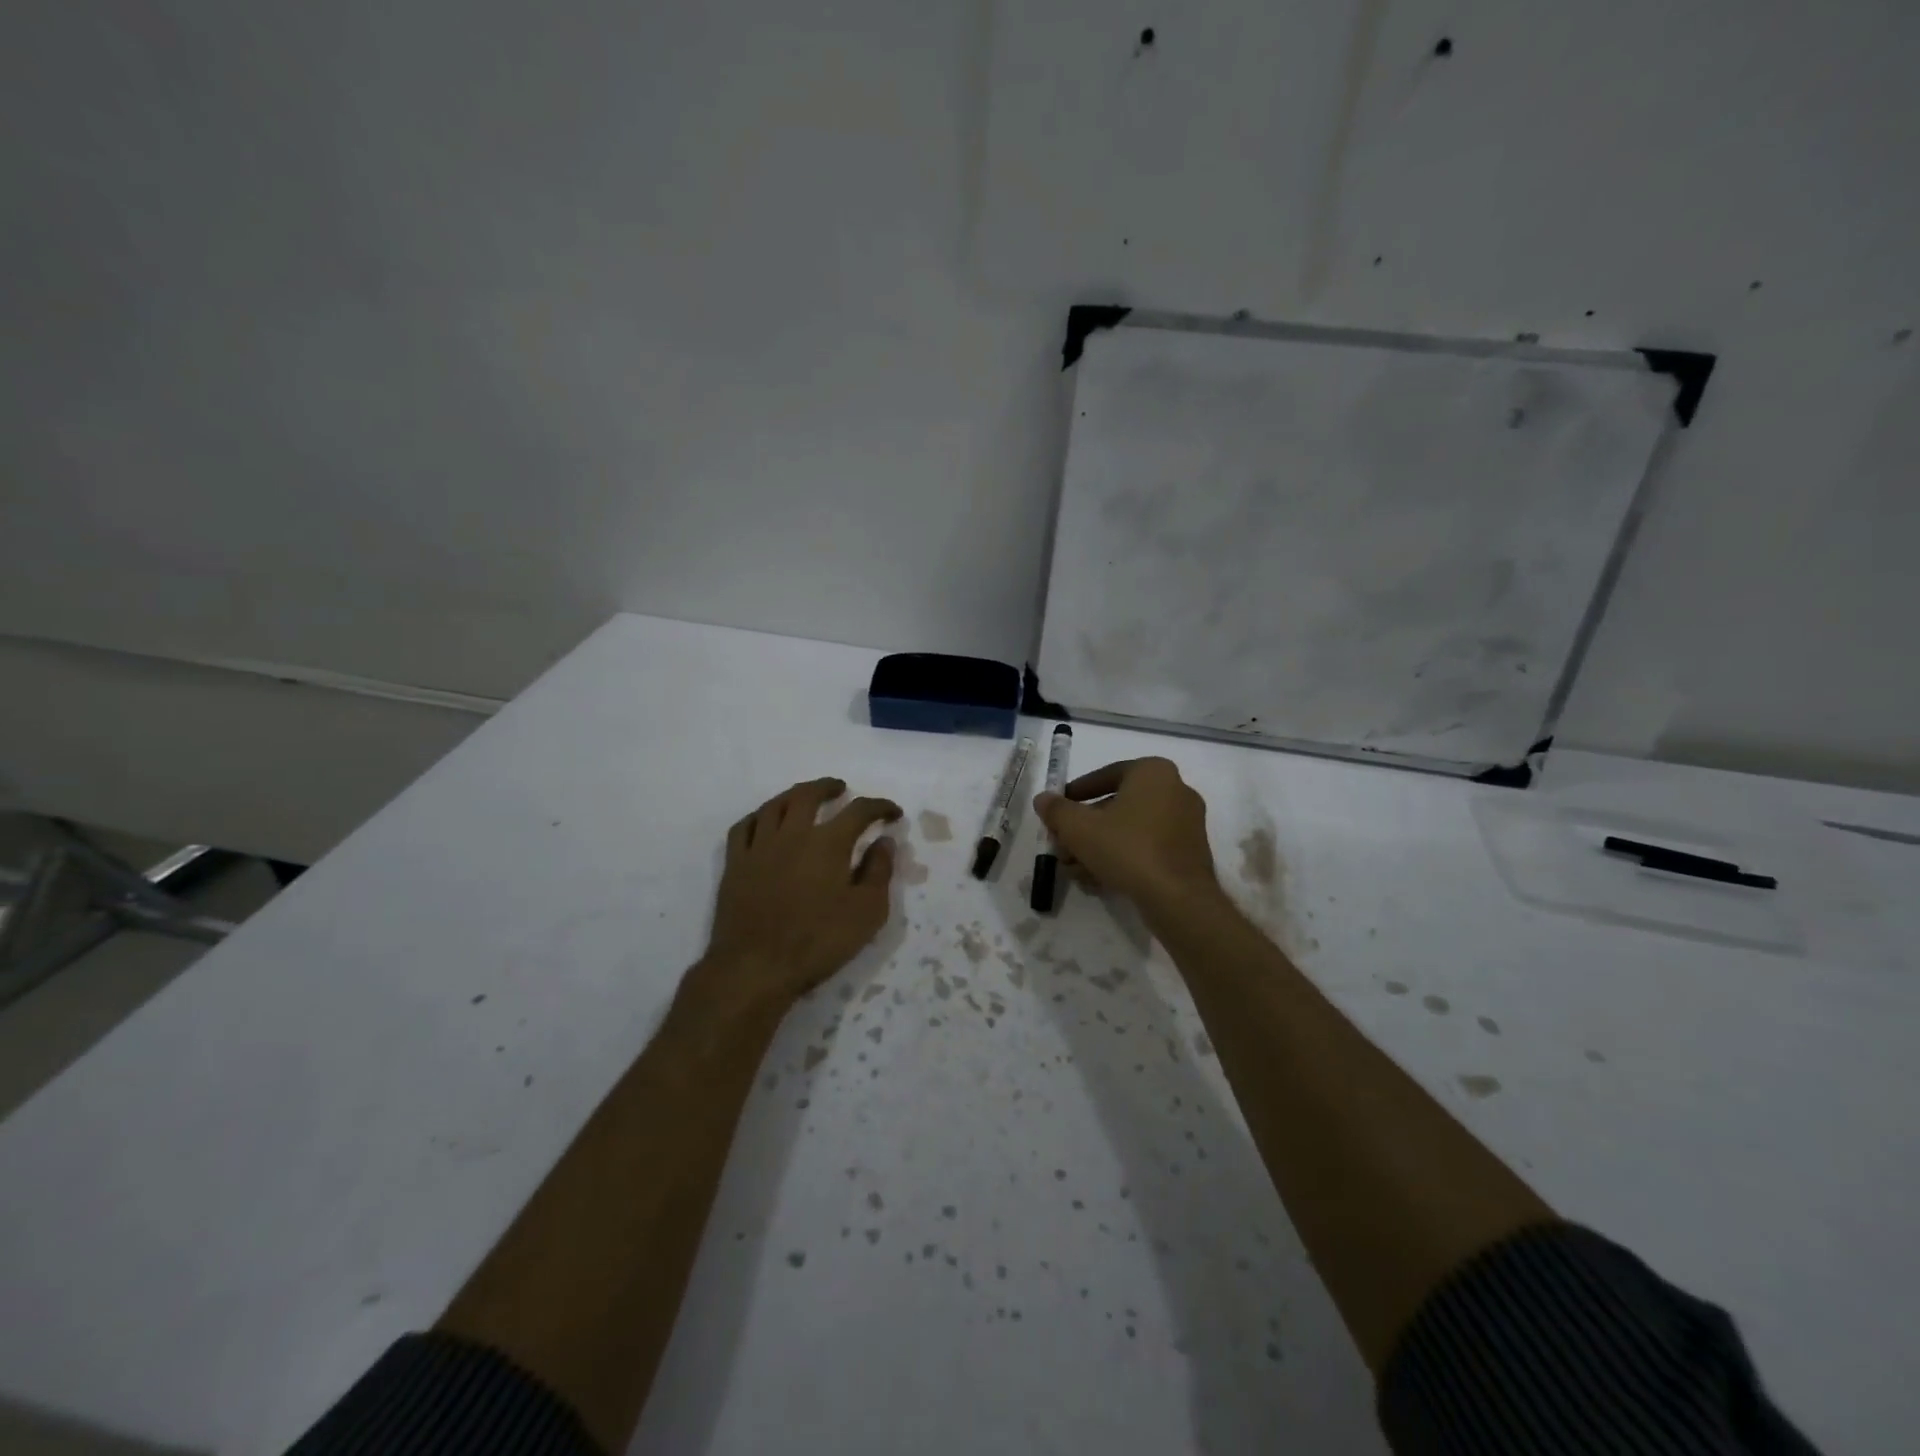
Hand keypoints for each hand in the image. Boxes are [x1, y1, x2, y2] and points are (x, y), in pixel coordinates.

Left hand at [698, 777, 900, 1011]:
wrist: (755, 967)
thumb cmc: (818, 942)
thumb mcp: (867, 912)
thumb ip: (879, 872)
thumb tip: (884, 842)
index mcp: (828, 843)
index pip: (859, 811)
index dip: (879, 807)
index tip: (892, 813)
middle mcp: (793, 834)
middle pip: (809, 795)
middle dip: (828, 787)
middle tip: (841, 789)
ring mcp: (759, 847)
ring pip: (775, 805)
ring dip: (794, 795)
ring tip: (804, 798)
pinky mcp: (735, 864)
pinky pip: (744, 827)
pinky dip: (759, 817)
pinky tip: (765, 822)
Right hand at [1034, 758, 1221, 916]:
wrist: (1178, 898)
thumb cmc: (1127, 849)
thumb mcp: (1079, 828)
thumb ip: (1057, 810)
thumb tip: (1043, 799)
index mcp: (1153, 772)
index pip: (1106, 775)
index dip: (1076, 792)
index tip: (1058, 809)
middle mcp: (1175, 790)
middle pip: (1116, 805)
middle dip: (1084, 828)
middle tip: (1062, 845)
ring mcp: (1186, 823)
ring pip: (1130, 830)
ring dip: (1098, 847)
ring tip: (1073, 869)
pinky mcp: (1189, 853)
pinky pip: (1148, 847)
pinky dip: (1122, 858)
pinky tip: (1097, 880)